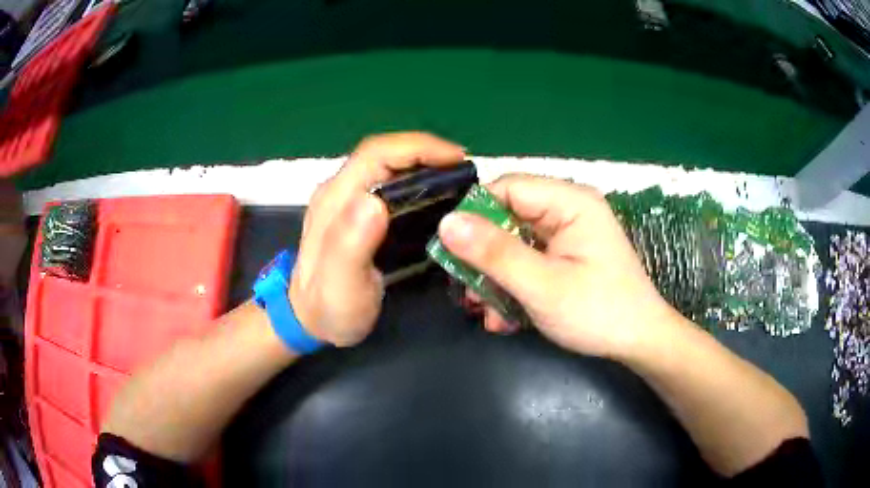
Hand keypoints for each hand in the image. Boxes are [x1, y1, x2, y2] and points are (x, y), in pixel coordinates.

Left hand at [290, 133, 465, 346]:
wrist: (308, 319)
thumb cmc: (327, 307)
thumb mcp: (340, 285)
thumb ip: (350, 244)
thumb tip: (374, 202)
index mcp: (336, 199)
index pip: (377, 153)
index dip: (418, 147)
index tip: (457, 158)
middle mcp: (340, 190)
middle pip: (385, 154)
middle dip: (427, 153)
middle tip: (464, 171)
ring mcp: (346, 199)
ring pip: (388, 166)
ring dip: (424, 164)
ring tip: (456, 180)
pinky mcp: (355, 211)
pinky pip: (389, 183)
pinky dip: (416, 181)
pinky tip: (435, 196)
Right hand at [438, 174, 680, 357]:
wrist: (639, 343)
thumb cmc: (598, 313)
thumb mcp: (543, 286)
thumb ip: (495, 253)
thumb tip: (446, 222)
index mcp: (570, 202)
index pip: (507, 188)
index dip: (474, 216)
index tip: (451, 251)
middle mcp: (567, 211)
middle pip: (506, 218)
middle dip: (484, 259)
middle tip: (468, 293)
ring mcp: (566, 236)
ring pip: (512, 245)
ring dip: (495, 280)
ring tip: (489, 314)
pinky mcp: (565, 257)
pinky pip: (527, 262)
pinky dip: (512, 288)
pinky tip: (506, 318)